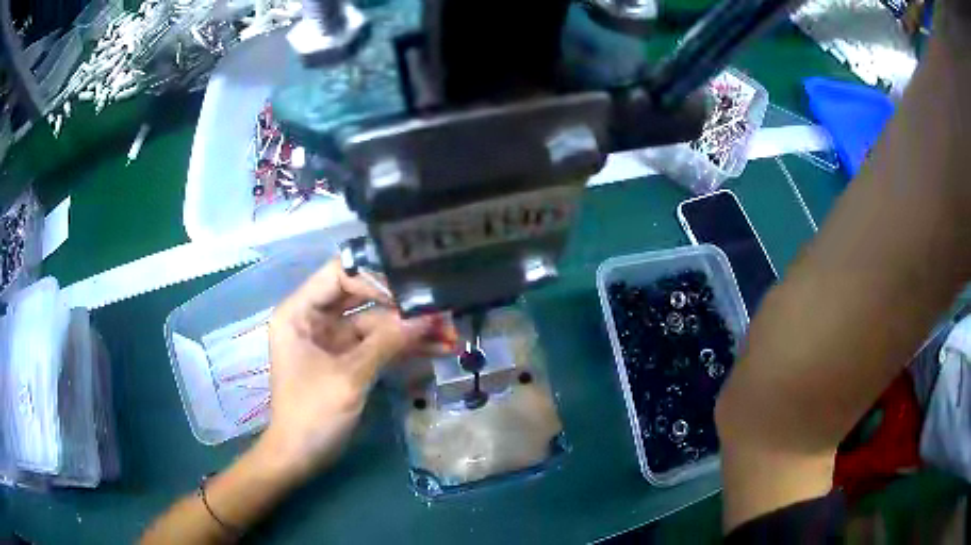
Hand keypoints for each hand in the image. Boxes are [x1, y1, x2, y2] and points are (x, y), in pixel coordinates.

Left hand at [259, 259, 455, 480]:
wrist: (301, 458)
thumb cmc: (312, 413)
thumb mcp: (349, 376)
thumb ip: (387, 342)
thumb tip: (430, 316)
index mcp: (300, 312)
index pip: (340, 274)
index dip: (375, 278)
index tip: (411, 294)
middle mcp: (316, 318)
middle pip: (363, 297)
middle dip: (401, 306)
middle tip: (442, 310)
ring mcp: (334, 340)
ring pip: (376, 323)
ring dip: (410, 330)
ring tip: (450, 335)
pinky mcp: (349, 360)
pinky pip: (378, 345)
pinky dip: (403, 348)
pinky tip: (437, 349)